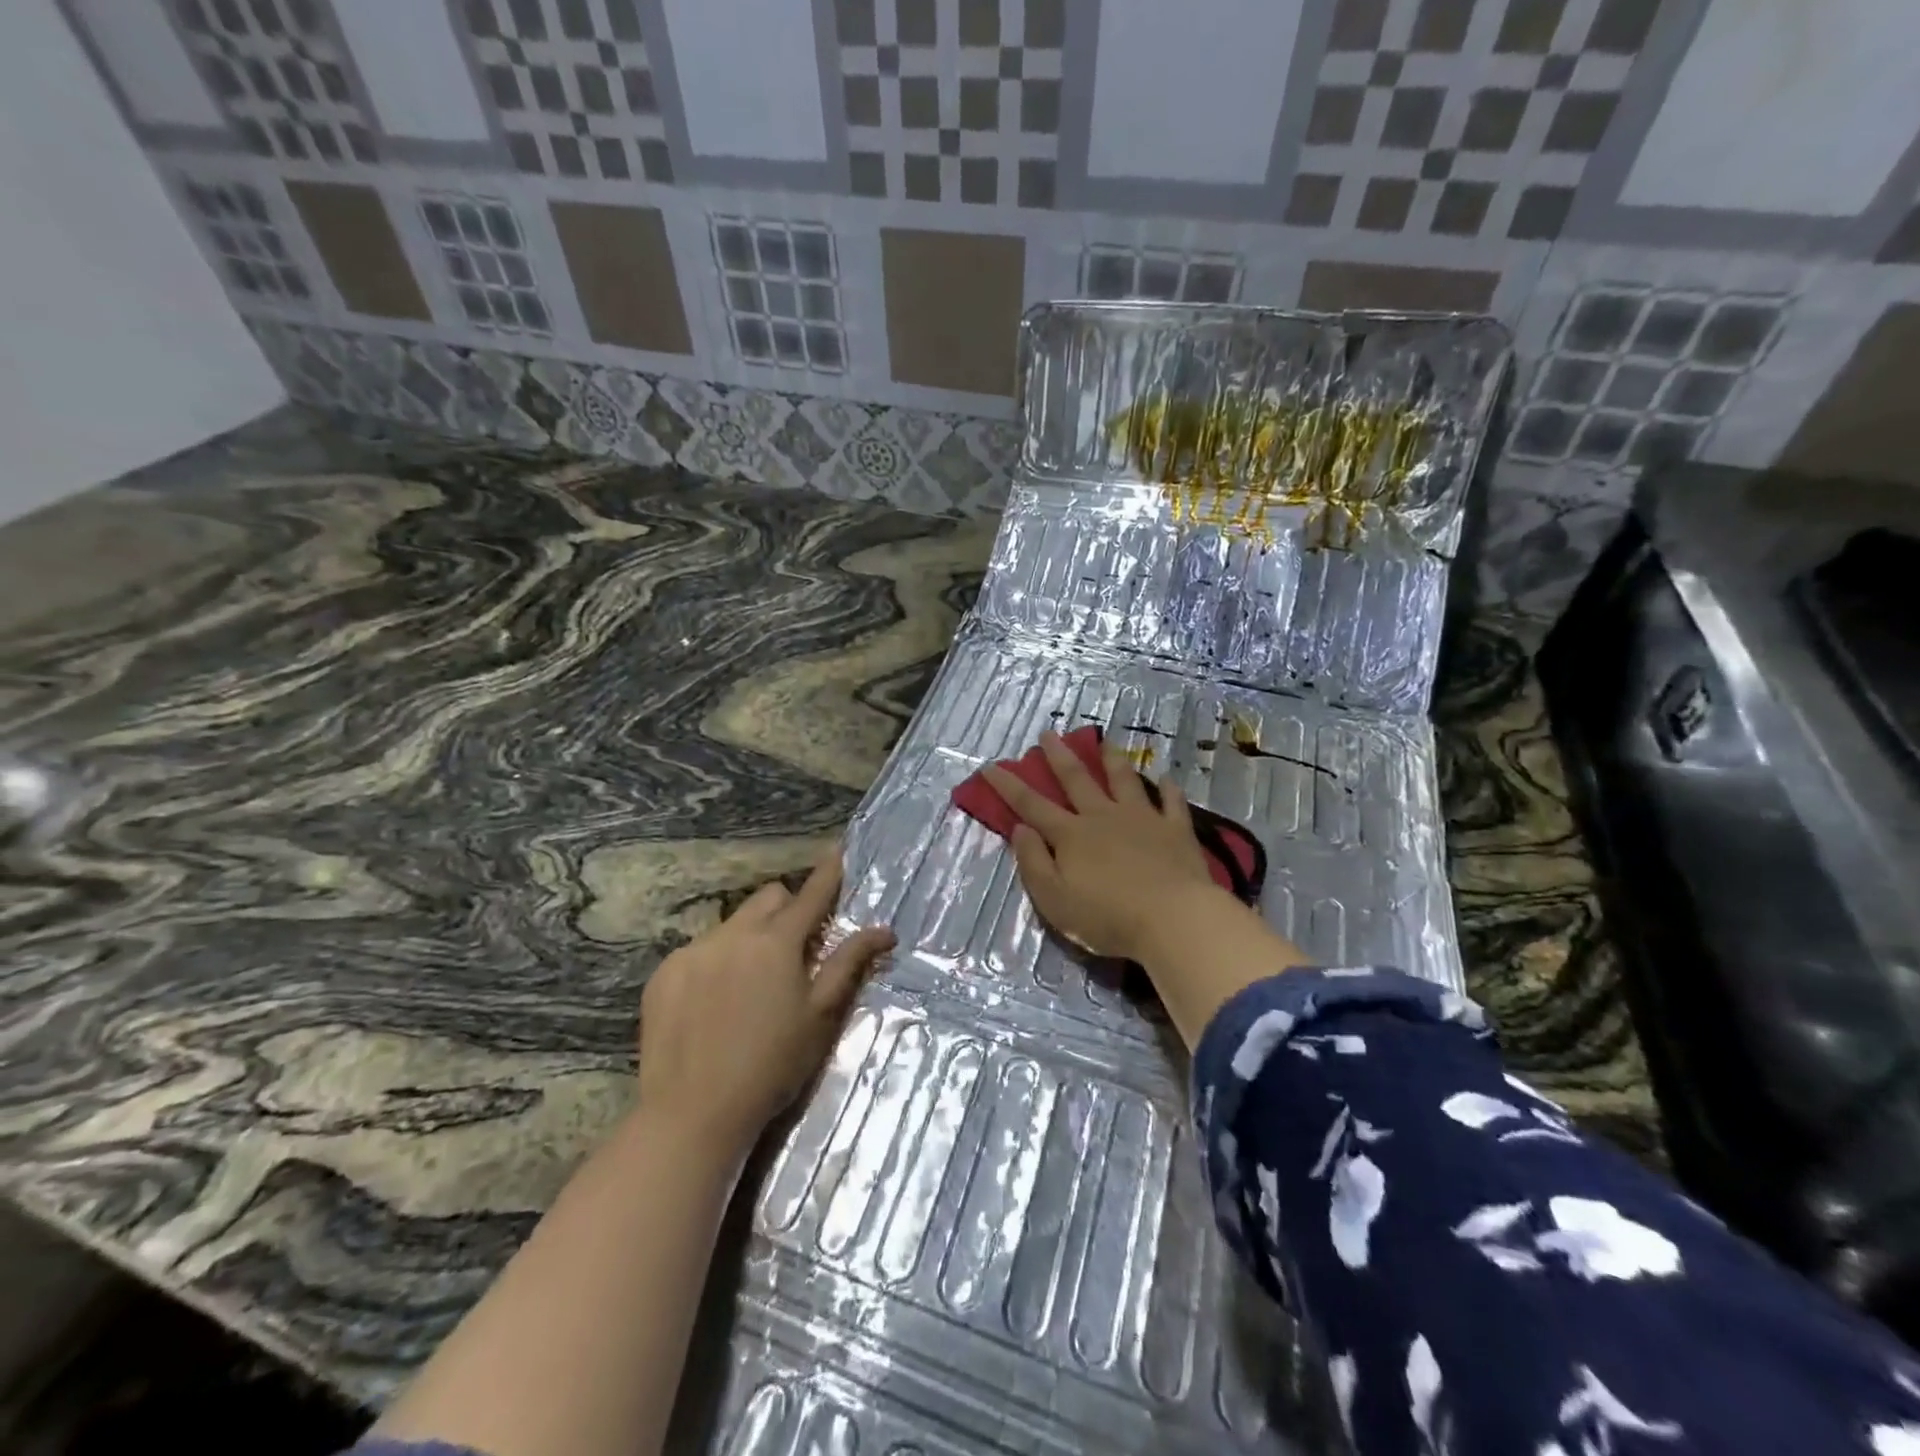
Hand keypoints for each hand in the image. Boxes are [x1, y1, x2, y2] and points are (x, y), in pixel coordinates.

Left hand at [637, 851, 893, 1151]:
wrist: (693, 1114)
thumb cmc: (772, 1065)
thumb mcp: (820, 1016)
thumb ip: (849, 964)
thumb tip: (884, 930)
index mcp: (776, 942)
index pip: (810, 895)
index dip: (828, 874)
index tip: (838, 852)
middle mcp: (732, 934)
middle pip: (767, 898)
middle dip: (786, 910)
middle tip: (795, 951)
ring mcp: (692, 951)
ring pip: (732, 924)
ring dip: (749, 938)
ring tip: (748, 987)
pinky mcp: (664, 974)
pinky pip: (698, 950)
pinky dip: (715, 962)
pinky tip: (712, 1004)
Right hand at [983, 733, 1223, 962]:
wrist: (1173, 920)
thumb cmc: (1107, 917)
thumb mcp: (1054, 900)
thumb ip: (1034, 863)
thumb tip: (1020, 829)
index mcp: (1071, 836)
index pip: (1031, 805)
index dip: (1009, 786)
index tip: (992, 765)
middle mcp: (1103, 817)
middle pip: (1077, 780)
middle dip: (1059, 756)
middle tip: (1049, 733)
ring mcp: (1142, 819)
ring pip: (1124, 781)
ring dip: (1112, 760)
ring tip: (1106, 741)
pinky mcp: (1175, 830)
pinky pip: (1171, 803)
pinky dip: (1168, 789)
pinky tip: (1166, 778)